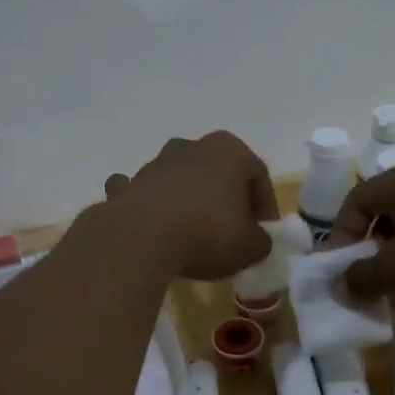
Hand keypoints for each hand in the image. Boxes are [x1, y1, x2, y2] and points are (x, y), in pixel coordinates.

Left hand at [101, 132, 279, 280]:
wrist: (143, 237)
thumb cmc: (208, 232)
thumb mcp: (250, 246)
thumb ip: (260, 241)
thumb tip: (256, 241)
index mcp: (230, 151)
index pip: (258, 176)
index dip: (264, 207)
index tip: (262, 233)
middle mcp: (193, 147)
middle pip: (218, 174)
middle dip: (227, 200)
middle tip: (232, 232)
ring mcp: (157, 163)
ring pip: (182, 180)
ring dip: (190, 202)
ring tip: (194, 237)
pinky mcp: (130, 185)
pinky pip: (146, 194)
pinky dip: (151, 206)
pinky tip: (154, 228)